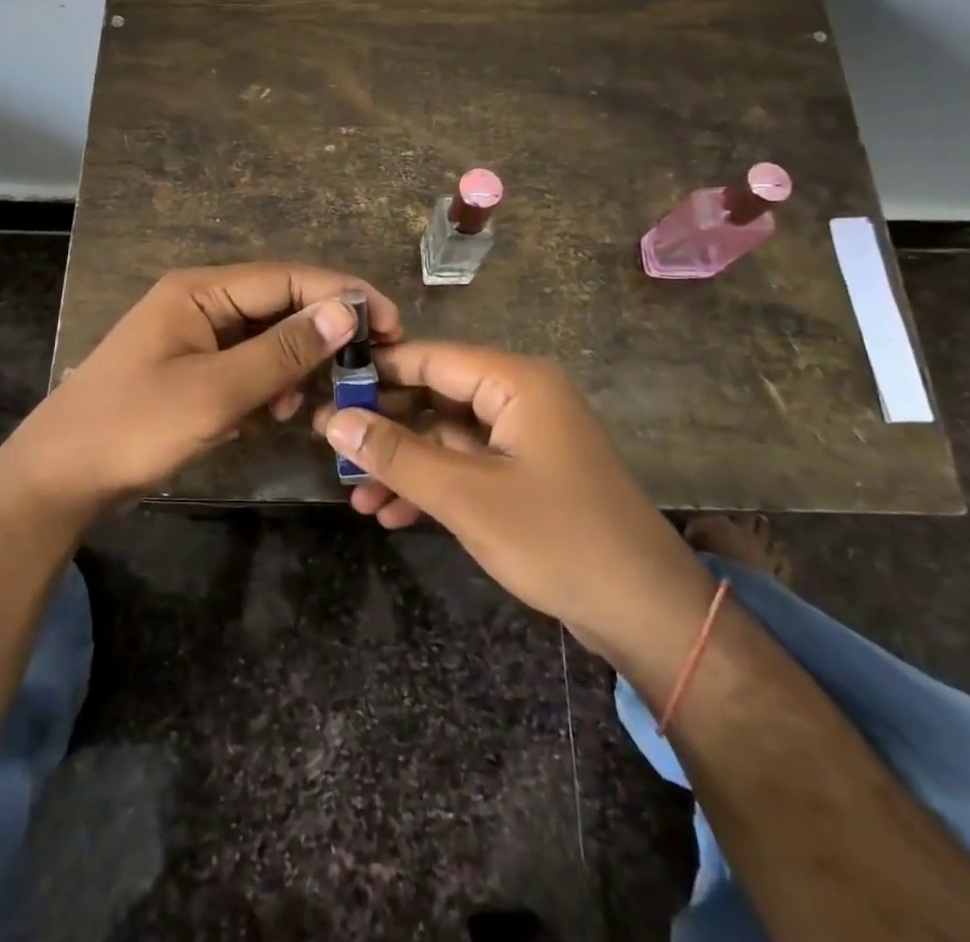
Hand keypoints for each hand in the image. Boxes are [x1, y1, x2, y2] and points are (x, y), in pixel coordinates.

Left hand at [3, 263, 400, 520]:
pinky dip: (269, 386)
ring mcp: (195, 337)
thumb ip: (284, 351)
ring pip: (267, 338)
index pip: (288, 279)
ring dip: (295, 366)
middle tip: (368, 365)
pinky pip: (247, 366)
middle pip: (280, 305)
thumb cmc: (134, 426)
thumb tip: (347, 310)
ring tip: (310, 402)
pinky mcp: (193, 370)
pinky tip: (275, 414)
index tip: (390, 322)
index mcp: (201, 290)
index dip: (342, 295)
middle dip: (322, 334)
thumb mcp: (217, 391)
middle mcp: (201, 302)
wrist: (58, 479)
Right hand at [316, 342, 711, 663]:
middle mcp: (520, 396)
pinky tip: (390, 514)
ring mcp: (524, 436)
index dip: (375, 373)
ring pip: (447, 435)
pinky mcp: (526, 473)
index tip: (323, 390)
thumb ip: (397, 455)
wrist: (646, 612)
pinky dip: (432, 485)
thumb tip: (334, 420)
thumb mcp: (466, 498)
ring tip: (354, 494)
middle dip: (385, 427)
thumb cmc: (557, 540)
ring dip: (404, 464)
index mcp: (515, 381)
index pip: (429, 357)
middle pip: (436, 395)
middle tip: (330, 448)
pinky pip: (467, 465)